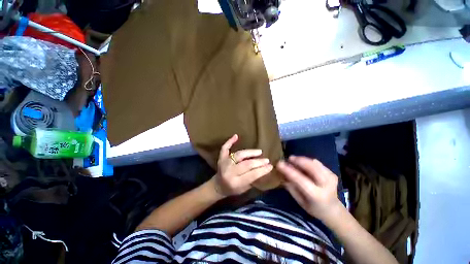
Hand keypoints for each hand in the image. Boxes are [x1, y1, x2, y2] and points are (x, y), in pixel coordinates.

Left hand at [212, 134, 272, 196]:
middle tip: (267, 160)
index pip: (251, 175)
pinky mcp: (221, 158)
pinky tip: (236, 136)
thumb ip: (252, 179)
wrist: (218, 186)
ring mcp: (224, 163)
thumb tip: (263, 168)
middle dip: (258, 162)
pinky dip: (230, 141)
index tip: (271, 166)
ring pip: (239, 155)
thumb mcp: (244, 189)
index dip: (262, 170)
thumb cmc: (232, 189)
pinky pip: (225, 148)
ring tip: (259, 151)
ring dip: (250, 152)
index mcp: (235, 182)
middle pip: (246, 164)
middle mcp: (229, 172)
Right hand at [276, 156, 342, 223]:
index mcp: (316, 195)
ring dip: (303, 159)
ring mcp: (331, 178)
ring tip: (294, 160)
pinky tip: (303, 163)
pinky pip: (318, 164)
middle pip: (311, 167)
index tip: (279, 163)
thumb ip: (291, 187)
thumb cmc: (314, 208)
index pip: (300, 179)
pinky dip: (309, 161)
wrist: (333, 210)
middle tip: (288, 158)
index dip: (289, 170)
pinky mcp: (332, 174)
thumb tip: (282, 174)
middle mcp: (326, 185)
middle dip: (298, 160)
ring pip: (314, 163)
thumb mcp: (300, 201)